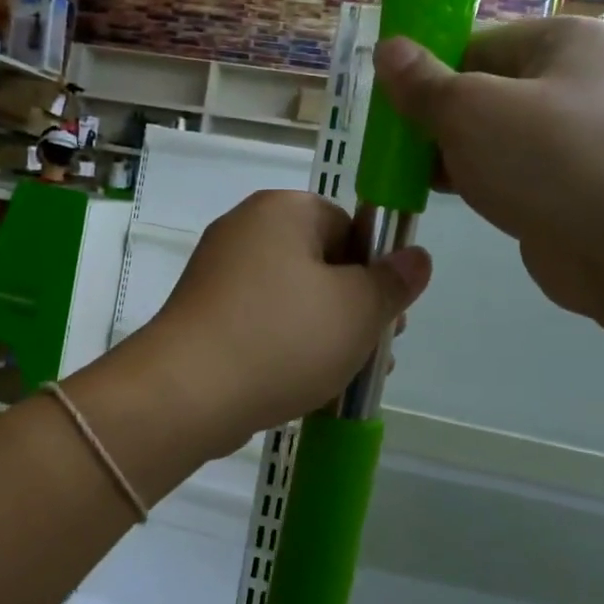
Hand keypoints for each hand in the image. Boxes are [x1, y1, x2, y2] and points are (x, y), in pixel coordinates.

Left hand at [137, 190, 430, 451]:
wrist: (188, 393)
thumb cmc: (283, 338)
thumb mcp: (358, 309)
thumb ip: (394, 281)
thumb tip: (416, 257)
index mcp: (282, 210)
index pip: (348, 226)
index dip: (375, 272)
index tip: (386, 317)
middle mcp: (245, 230)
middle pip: (321, 264)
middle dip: (353, 310)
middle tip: (373, 354)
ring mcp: (217, 273)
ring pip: (292, 299)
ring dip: (324, 335)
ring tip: (345, 380)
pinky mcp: (203, 314)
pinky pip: (260, 323)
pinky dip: (285, 347)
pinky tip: (304, 386)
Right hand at [374, 18, 603, 320]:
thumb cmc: (549, 160)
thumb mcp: (470, 110)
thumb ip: (422, 82)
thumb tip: (387, 47)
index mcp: (560, 42)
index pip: (473, 44)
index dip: (426, 71)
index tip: (388, 103)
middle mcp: (573, 82)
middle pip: (480, 90)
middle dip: (434, 117)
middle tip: (391, 145)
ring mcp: (574, 138)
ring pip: (491, 136)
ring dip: (449, 153)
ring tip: (405, 172)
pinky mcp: (568, 186)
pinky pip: (508, 171)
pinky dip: (475, 180)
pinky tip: (441, 195)